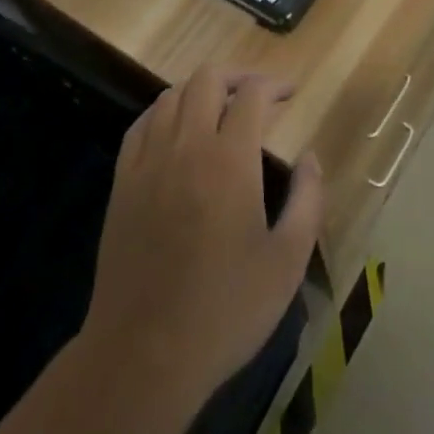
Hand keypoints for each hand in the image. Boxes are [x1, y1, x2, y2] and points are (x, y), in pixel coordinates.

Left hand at [82, 66, 322, 410]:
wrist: (142, 357)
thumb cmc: (225, 310)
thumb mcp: (287, 261)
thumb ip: (308, 200)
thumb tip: (311, 157)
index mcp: (229, 160)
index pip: (250, 95)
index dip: (273, 84)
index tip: (290, 93)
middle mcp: (186, 146)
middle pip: (207, 79)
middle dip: (237, 76)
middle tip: (258, 94)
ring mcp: (148, 163)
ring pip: (171, 95)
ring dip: (200, 91)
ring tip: (220, 109)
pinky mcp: (122, 184)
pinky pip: (141, 125)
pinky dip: (163, 112)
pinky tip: (175, 129)